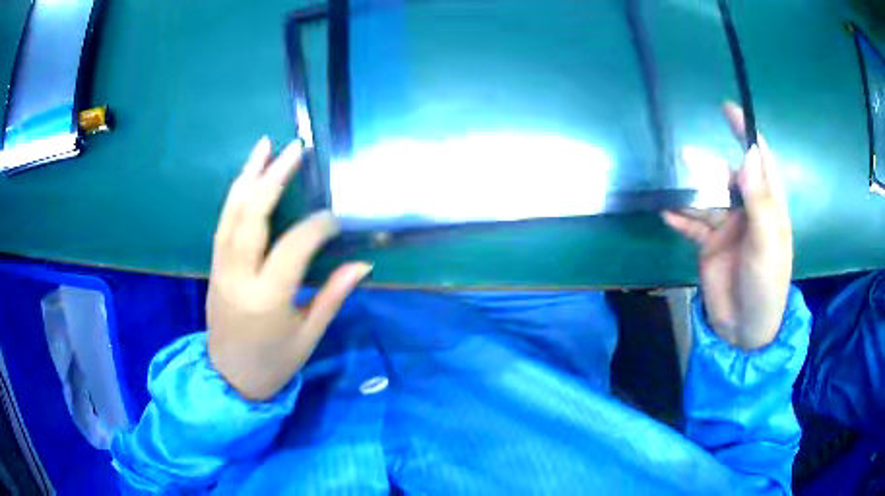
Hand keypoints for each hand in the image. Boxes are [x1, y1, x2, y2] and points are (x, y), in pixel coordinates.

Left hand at [207, 137, 370, 400]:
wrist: (229, 379)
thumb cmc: (273, 363)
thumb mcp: (309, 336)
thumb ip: (333, 295)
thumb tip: (363, 264)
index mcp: (267, 298)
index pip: (294, 246)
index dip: (318, 226)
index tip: (336, 217)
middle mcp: (239, 276)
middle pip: (252, 216)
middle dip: (273, 178)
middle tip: (295, 149)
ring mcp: (221, 268)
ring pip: (231, 213)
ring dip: (248, 176)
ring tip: (264, 146)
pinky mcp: (214, 267)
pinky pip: (224, 223)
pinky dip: (235, 196)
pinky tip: (247, 177)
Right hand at [663, 103, 792, 349]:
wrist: (744, 329)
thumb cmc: (765, 285)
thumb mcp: (767, 244)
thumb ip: (760, 201)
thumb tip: (749, 154)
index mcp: (769, 207)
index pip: (760, 161)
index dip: (747, 134)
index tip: (729, 109)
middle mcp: (748, 211)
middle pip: (727, 176)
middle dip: (709, 164)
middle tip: (686, 156)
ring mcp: (727, 227)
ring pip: (706, 198)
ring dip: (688, 191)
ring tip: (668, 182)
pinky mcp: (709, 245)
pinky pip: (691, 224)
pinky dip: (679, 218)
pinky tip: (665, 212)